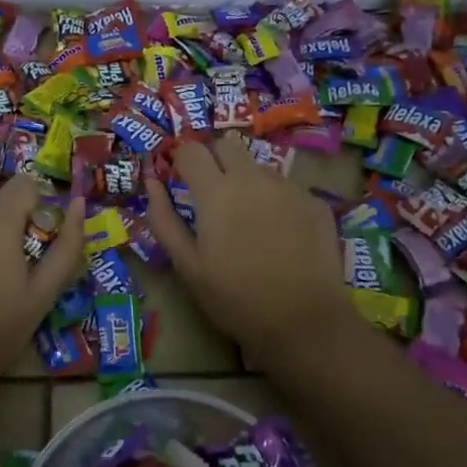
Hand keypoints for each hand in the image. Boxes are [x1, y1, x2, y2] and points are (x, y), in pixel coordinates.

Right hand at [145, 134, 353, 365]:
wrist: (303, 321)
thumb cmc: (234, 298)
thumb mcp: (187, 265)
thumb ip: (163, 219)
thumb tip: (152, 183)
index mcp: (216, 192)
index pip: (191, 150)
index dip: (181, 161)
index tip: (180, 180)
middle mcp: (253, 179)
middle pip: (227, 145)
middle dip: (214, 160)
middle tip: (212, 195)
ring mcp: (288, 187)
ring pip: (259, 167)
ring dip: (247, 181)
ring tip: (250, 221)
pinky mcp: (315, 202)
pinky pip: (287, 188)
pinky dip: (276, 201)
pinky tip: (280, 234)